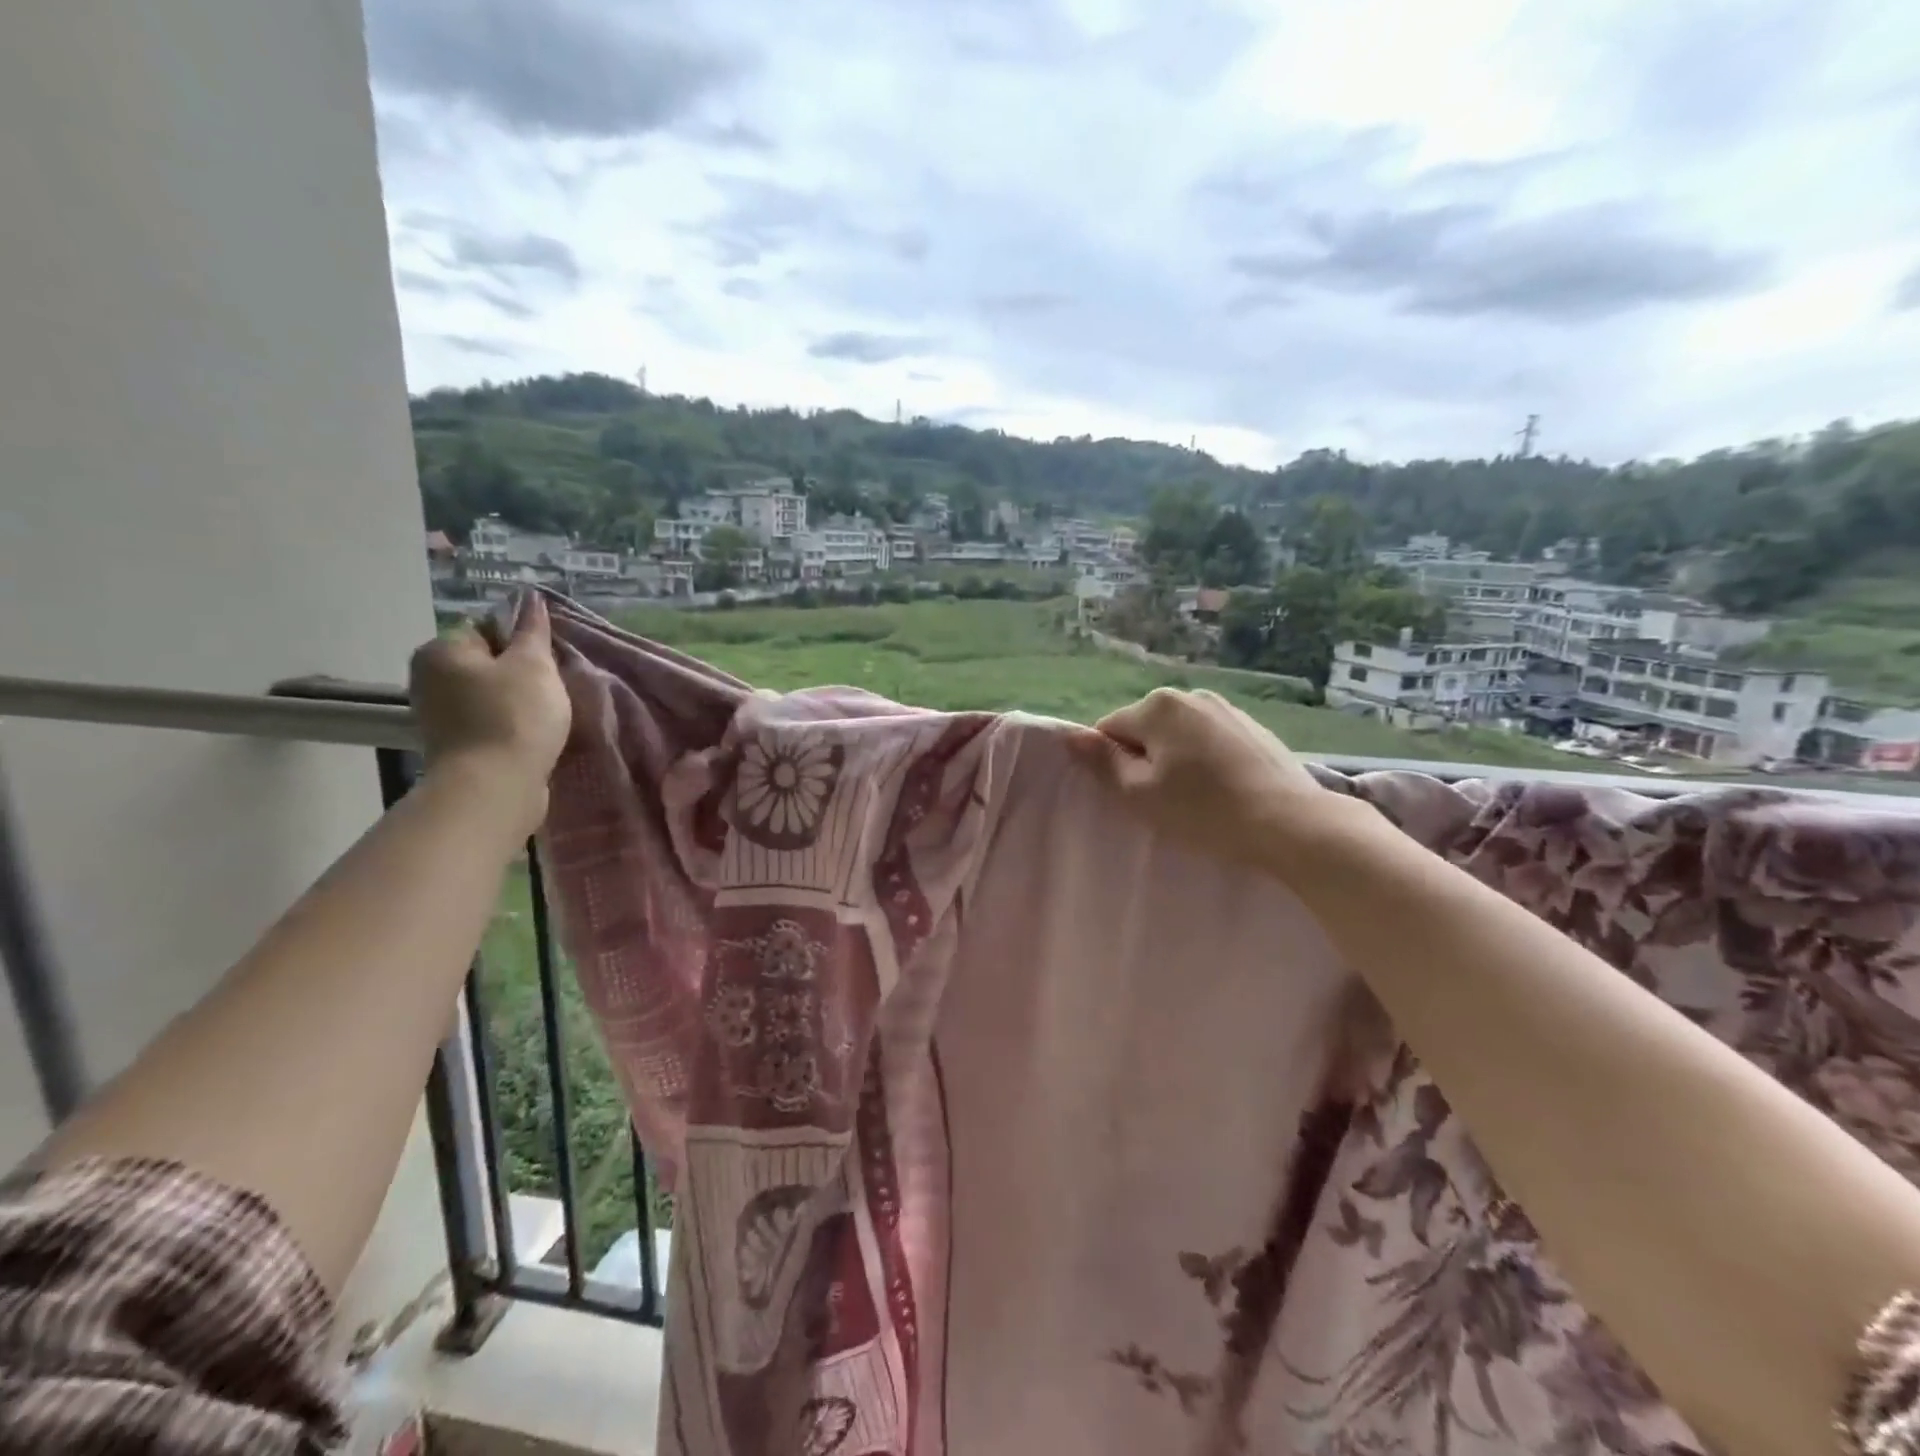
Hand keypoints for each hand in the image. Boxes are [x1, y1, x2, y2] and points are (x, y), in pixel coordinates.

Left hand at [408, 592, 571, 829]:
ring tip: (547, 715)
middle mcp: (428, 677)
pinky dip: (509, 725)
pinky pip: (488, 721)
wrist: (494, 787)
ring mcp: (437, 715)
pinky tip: (532, 736)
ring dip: (518, 701)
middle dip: (520, 673)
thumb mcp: (534, 665)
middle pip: (488, 663)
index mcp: (441, 650)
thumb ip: (533, 630)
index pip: (487, 629)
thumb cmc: (515, 716)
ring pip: (490, 694)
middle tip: (552, 689)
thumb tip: (529, 597)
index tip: (547, 663)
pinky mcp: (454, 745)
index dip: (523, 642)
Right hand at [1067, 688, 1362, 876]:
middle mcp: (1190, 695)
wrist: (1290, 823)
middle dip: (1144, 759)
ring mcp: (1225, 708)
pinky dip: (1205, 759)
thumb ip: (1101, 762)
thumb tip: (1070, 735)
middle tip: (1162, 800)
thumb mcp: (1139, 794)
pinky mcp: (1252, 725)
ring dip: (1175, 759)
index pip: (1109, 730)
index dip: (1111, 765)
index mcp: (1157, 706)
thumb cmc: (1203, 810)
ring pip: (1178, 734)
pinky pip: (1208, 739)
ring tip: (1195, 797)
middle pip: (1144, 728)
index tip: (1131, 795)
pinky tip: (1221, 788)